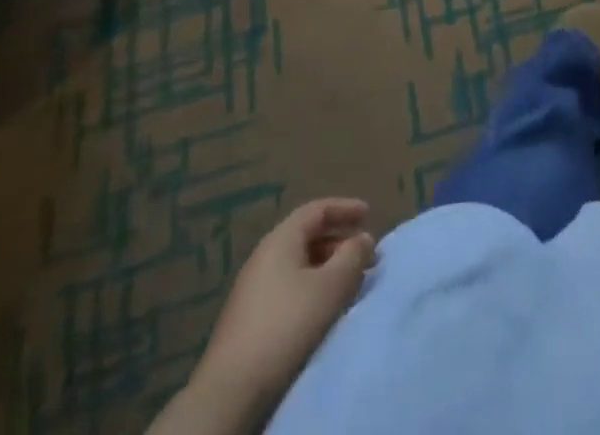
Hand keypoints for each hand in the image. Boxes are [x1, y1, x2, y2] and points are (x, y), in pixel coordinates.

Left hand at [190, 198, 375, 414]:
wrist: (231, 390)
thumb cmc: (288, 324)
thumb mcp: (331, 286)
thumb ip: (353, 256)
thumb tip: (363, 239)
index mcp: (281, 240)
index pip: (317, 210)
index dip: (345, 208)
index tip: (369, 215)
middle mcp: (263, 257)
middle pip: (307, 236)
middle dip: (339, 242)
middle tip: (364, 255)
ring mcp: (252, 289)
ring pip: (298, 265)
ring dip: (327, 268)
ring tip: (348, 284)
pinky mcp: (248, 319)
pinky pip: (288, 288)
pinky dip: (311, 288)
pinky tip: (322, 309)